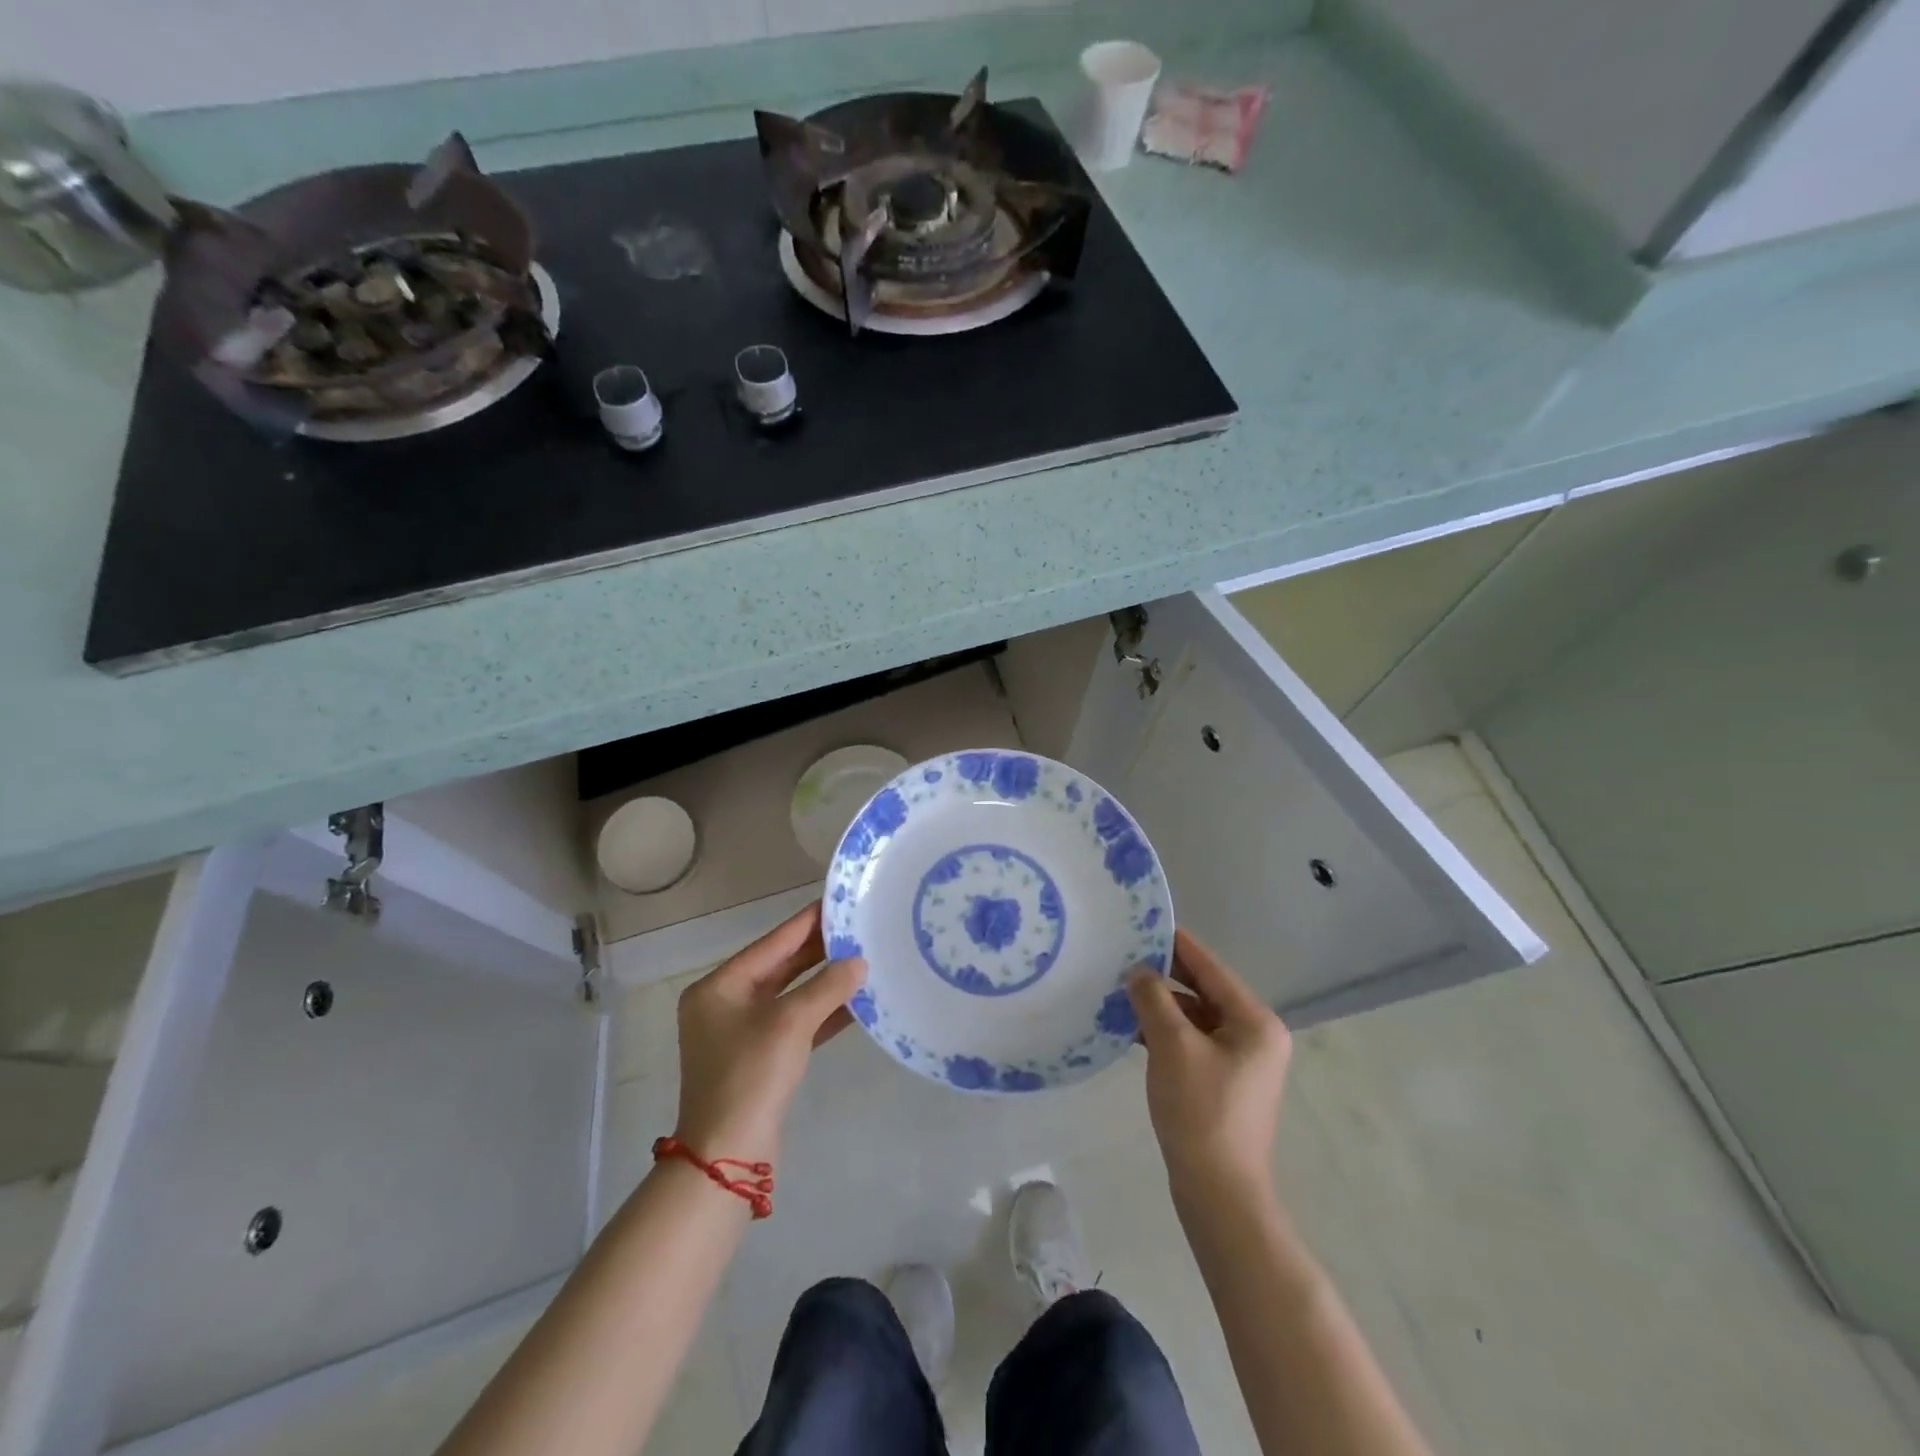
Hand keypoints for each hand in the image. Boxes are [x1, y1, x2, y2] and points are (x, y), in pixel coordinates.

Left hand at [673, 902, 865, 1166]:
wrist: (727, 1156)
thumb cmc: (751, 1075)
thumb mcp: (791, 1023)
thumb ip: (827, 986)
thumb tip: (859, 962)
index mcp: (720, 987)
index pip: (772, 943)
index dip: (806, 923)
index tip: (837, 903)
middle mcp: (726, 1004)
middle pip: (781, 967)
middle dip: (819, 952)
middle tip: (857, 929)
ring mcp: (742, 1033)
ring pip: (791, 996)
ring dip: (825, 982)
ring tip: (864, 959)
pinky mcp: (761, 1059)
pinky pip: (796, 1024)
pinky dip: (822, 1013)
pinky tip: (856, 1003)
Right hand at [1127, 928, 1291, 1200]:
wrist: (1220, 1194)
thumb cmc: (1201, 1112)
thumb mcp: (1172, 1046)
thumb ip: (1154, 998)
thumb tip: (1138, 971)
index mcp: (1254, 1020)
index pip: (1209, 966)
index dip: (1174, 943)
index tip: (1141, 923)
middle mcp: (1254, 1034)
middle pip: (1203, 990)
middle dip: (1162, 975)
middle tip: (1120, 956)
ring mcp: (1240, 1061)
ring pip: (1194, 1017)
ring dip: (1159, 1005)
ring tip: (1117, 990)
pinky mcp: (1223, 1082)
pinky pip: (1191, 1042)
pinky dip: (1164, 1032)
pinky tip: (1130, 1028)